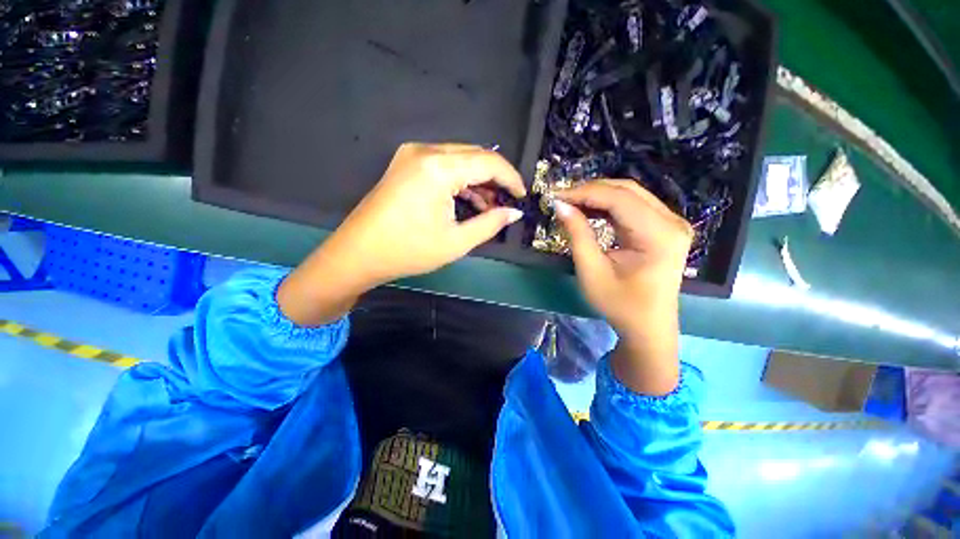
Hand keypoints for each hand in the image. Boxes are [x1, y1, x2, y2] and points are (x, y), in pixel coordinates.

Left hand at [278, 143, 526, 325]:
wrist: (358, 254)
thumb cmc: (408, 251)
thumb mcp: (456, 242)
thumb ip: (490, 223)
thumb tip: (514, 213)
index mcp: (438, 167)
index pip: (488, 162)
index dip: (510, 178)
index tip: (522, 195)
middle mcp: (425, 151)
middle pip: (474, 155)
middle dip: (495, 178)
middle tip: (507, 202)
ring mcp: (412, 155)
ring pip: (459, 159)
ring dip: (477, 180)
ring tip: (489, 206)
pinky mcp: (405, 164)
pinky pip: (443, 164)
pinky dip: (459, 180)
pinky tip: (467, 200)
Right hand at [554, 180, 692, 394]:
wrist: (648, 326)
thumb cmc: (620, 304)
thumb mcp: (592, 272)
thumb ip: (578, 235)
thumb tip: (560, 206)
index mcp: (659, 235)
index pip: (619, 199)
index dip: (584, 193)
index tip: (555, 196)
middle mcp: (672, 222)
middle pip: (627, 191)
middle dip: (590, 191)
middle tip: (561, 199)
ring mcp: (671, 223)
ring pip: (630, 195)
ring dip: (598, 196)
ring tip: (571, 203)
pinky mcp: (664, 227)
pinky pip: (633, 206)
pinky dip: (608, 205)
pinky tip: (589, 210)